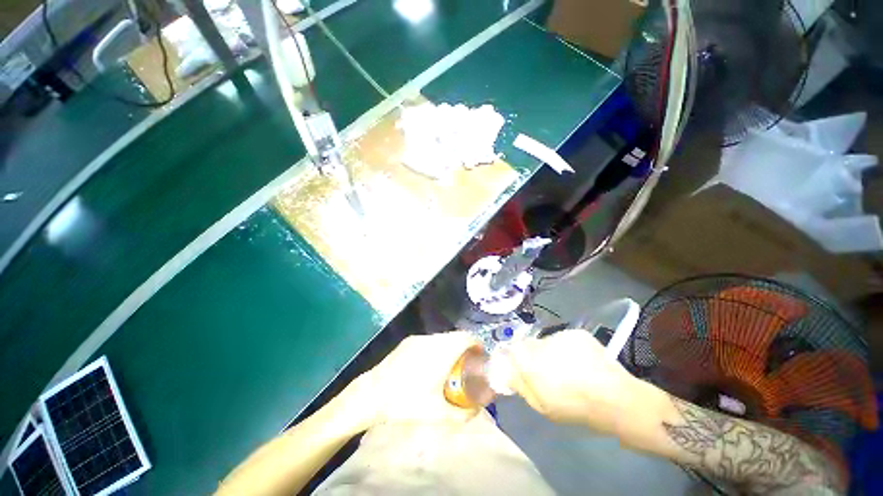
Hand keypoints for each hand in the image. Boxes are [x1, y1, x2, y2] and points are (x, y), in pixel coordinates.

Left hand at [343, 332, 480, 429]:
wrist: (372, 393)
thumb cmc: (406, 402)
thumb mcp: (436, 413)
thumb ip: (461, 414)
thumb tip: (476, 410)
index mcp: (441, 352)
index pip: (466, 337)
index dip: (477, 344)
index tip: (480, 357)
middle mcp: (431, 340)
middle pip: (455, 336)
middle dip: (465, 348)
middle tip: (466, 366)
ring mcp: (418, 339)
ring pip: (442, 338)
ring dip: (450, 348)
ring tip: (448, 367)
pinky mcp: (408, 341)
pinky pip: (430, 340)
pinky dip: (437, 348)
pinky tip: (429, 366)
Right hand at [505, 330, 639, 434]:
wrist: (614, 399)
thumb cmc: (574, 407)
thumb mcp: (540, 404)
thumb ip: (520, 384)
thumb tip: (507, 371)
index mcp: (529, 359)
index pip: (512, 349)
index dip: (516, 358)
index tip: (523, 369)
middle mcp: (541, 342)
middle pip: (529, 344)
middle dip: (534, 356)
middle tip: (548, 372)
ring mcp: (560, 335)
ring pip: (548, 341)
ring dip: (551, 352)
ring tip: (568, 369)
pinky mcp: (577, 333)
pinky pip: (564, 339)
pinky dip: (567, 348)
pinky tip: (580, 362)